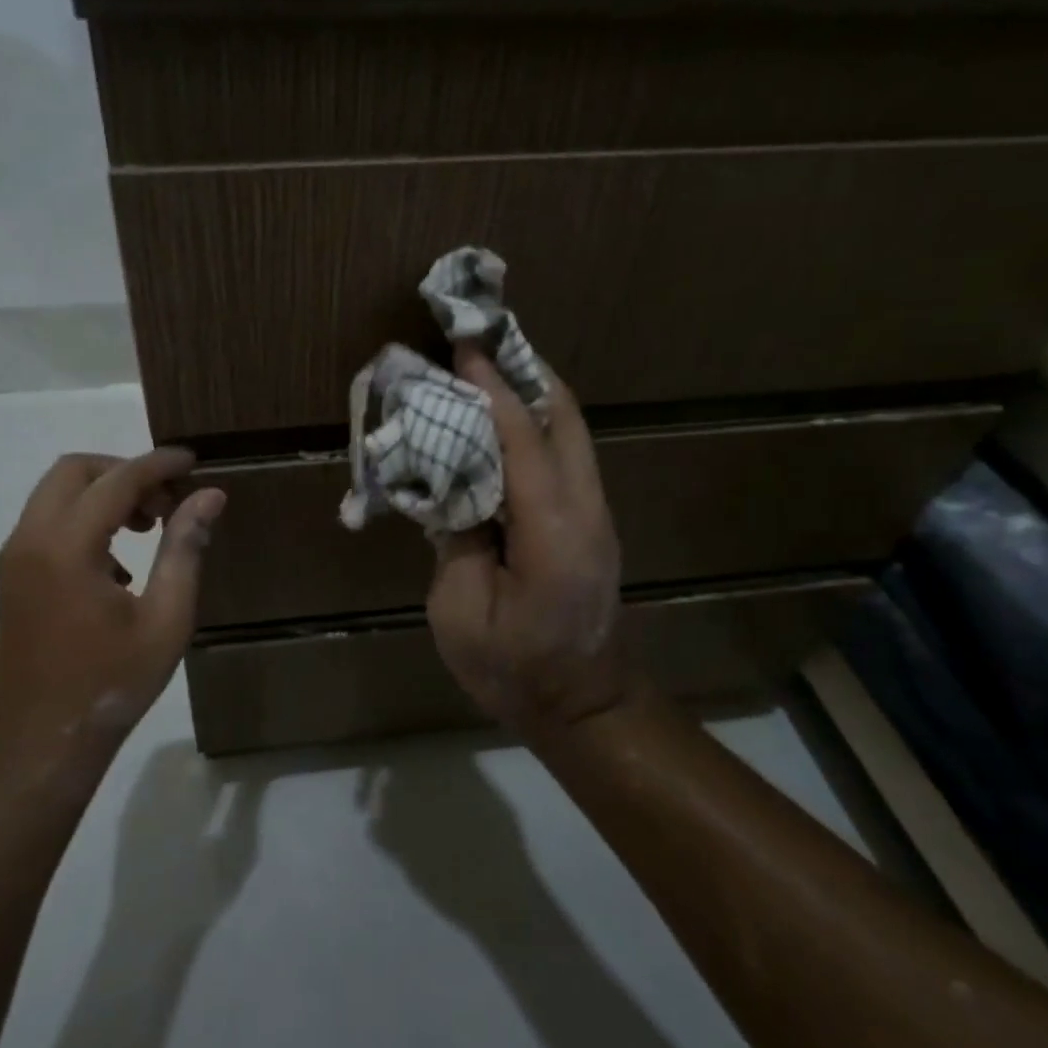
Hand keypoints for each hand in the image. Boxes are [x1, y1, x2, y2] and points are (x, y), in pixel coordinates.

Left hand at [0, 448, 225, 759]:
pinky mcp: (11, 576)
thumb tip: (209, 497)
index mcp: (67, 548)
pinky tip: (119, 563)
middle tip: (166, 502)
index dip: (158, 464)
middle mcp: (31, 540)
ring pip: (56, 493)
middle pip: (75, 470)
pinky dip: (84, 518)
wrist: (38, 743)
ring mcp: (14, 558)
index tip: (193, 460)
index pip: (117, 480)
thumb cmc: (110, 684)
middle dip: (124, 471)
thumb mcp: (165, 619)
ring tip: (148, 527)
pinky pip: (47, 521)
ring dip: (103, 493)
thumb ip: (185, 549)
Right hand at [426, 346, 621, 732]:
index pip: (522, 439)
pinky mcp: (590, 520)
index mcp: (551, 532)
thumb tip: (451, 485)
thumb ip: (455, 539)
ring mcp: (596, 513)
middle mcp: (585, 509)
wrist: (584, 706)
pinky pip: (565, 452)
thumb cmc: (513, 669)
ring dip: (531, 392)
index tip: (462, 346)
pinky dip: (535, 421)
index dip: (490, 389)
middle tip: (479, 341)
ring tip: (487, 366)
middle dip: (523, 370)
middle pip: (564, 417)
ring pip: (571, 430)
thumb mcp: (460, 612)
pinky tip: (502, 417)